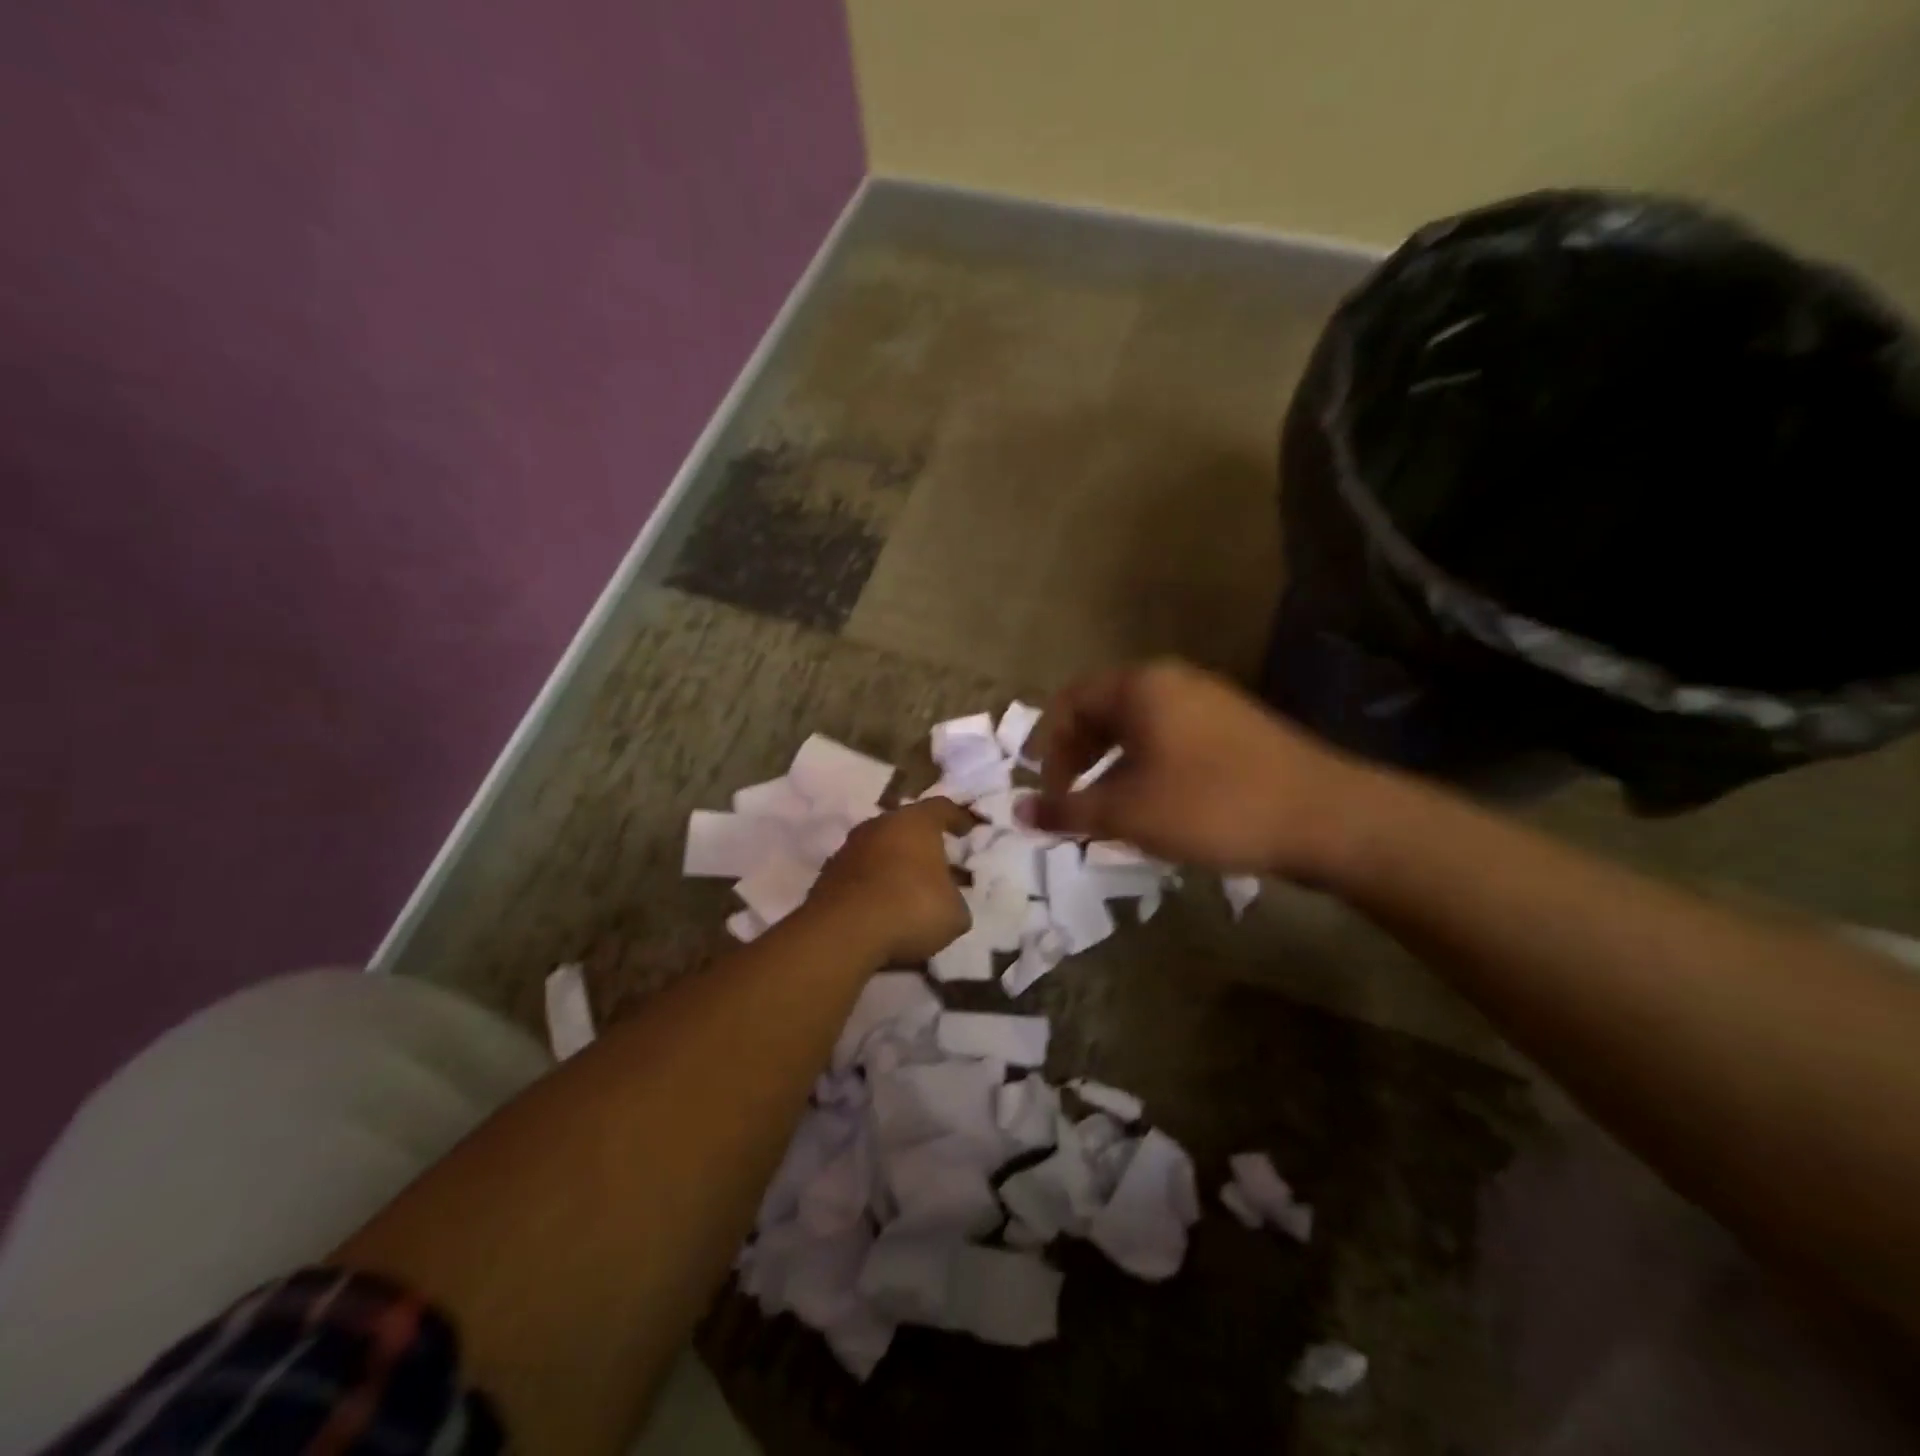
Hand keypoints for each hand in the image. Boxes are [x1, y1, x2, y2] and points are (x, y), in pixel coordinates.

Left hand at [806, 798, 973, 962]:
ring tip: (911, 890)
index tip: (968, 830)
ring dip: (895, 865)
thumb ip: (955, 900)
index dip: (958, 818)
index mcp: (916, 822)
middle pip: (906, 827)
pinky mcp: (828, 876)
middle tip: (940, 864)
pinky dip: (873, 886)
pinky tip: (884, 909)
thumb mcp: (954, 913)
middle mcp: (880, 825)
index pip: (942, 808)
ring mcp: (849, 849)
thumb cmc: (911, 908)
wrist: (843, 933)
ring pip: (880, 850)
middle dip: (923, 844)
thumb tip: (948, 901)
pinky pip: (860, 875)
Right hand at [1023, 659, 1374, 878]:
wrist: (1323, 816)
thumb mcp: (1126, 812)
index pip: (1069, 701)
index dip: (1048, 747)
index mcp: (1139, 686)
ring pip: (1138, 726)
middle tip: (1074, 799)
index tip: (1049, 791)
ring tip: (1112, 807)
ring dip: (1112, 763)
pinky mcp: (1235, 726)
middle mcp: (1172, 680)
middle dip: (1079, 755)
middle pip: (1103, 709)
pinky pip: (1171, 736)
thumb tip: (1017, 812)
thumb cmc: (1210, 805)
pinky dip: (1147, 765)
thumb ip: (1067, 809)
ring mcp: (1209, 700)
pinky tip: (1157, 804)